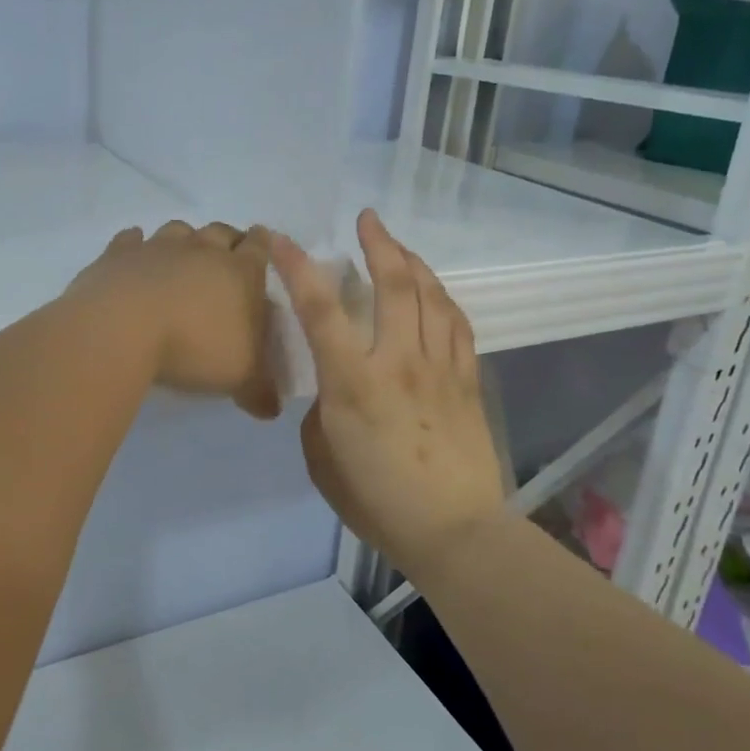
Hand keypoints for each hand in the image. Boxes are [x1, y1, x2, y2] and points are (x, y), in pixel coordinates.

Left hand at [70, 220, 280, 419]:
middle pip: (221, 231)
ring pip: (178, 230)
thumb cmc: (195, 348)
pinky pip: (130, 240)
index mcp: (241, 272)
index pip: (260, 247)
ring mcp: (158, 246)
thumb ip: (260, 391)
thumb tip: (272, 409)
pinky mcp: (119, 254)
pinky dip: (135, 245)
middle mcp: (202, 249)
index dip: (263, 245)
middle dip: (227, 240)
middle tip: (226, 258)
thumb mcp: (240, 378)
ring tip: (182, 258)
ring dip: (184, 240)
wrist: (123, 329)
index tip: (262, 247)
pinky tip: (134, 256)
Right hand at [271, 209, 505, 579]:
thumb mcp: (323, 460)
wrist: (454, 531)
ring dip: (413, 262)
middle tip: (368, 219)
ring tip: (399, 247)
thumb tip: (333, 391)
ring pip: (431, 296)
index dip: (298, 267)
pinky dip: (442, 298)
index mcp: (353, 382)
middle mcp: (399, 361)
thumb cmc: (378, 502)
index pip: (321, 308)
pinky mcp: (468, 379)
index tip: (282, 239)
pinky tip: (435, 292)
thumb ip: (323, 413)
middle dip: (378, 243)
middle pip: (393, 284)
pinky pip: (457, 324)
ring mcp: (439, 367)